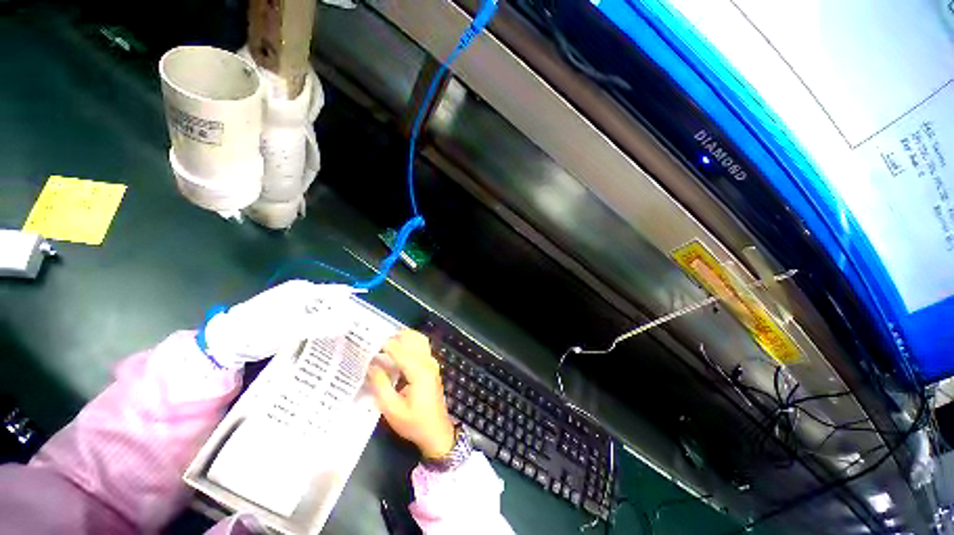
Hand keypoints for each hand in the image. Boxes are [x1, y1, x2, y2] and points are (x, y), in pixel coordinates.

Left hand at [203, 280, 359, 367]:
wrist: (226, 340)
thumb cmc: (259, 331)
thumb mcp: (292, 329)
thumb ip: (323, 324)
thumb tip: (352, 321)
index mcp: (304, 289)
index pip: (338, 292)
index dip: (352, 304)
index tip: (364, 320)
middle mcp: (302, 291)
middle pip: (332, 300)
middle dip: (344, 314)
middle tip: (355, 332)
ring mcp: (294, 301)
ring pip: (323, 309)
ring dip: (333, 320)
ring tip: (344, 336)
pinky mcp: (289, 312)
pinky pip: (313, 316)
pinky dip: (321, 324)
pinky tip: (324, 336)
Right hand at [367, 330, 455, 459]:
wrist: (436, 431)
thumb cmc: (414, 423)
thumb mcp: (392, 409)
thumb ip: (381, 385)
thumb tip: (372, 365)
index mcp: (420, 371)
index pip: (401, 350)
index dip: (385, 345)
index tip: (370, 342)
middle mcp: (428, 362)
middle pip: (413, 339)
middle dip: (395, 337)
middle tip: (376, 340)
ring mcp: (432, 363)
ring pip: (419, 340)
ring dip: (403, 337)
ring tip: (385, 342)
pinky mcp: (432, 366)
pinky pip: (421, 346)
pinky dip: (409, 342)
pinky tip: (397, 348)